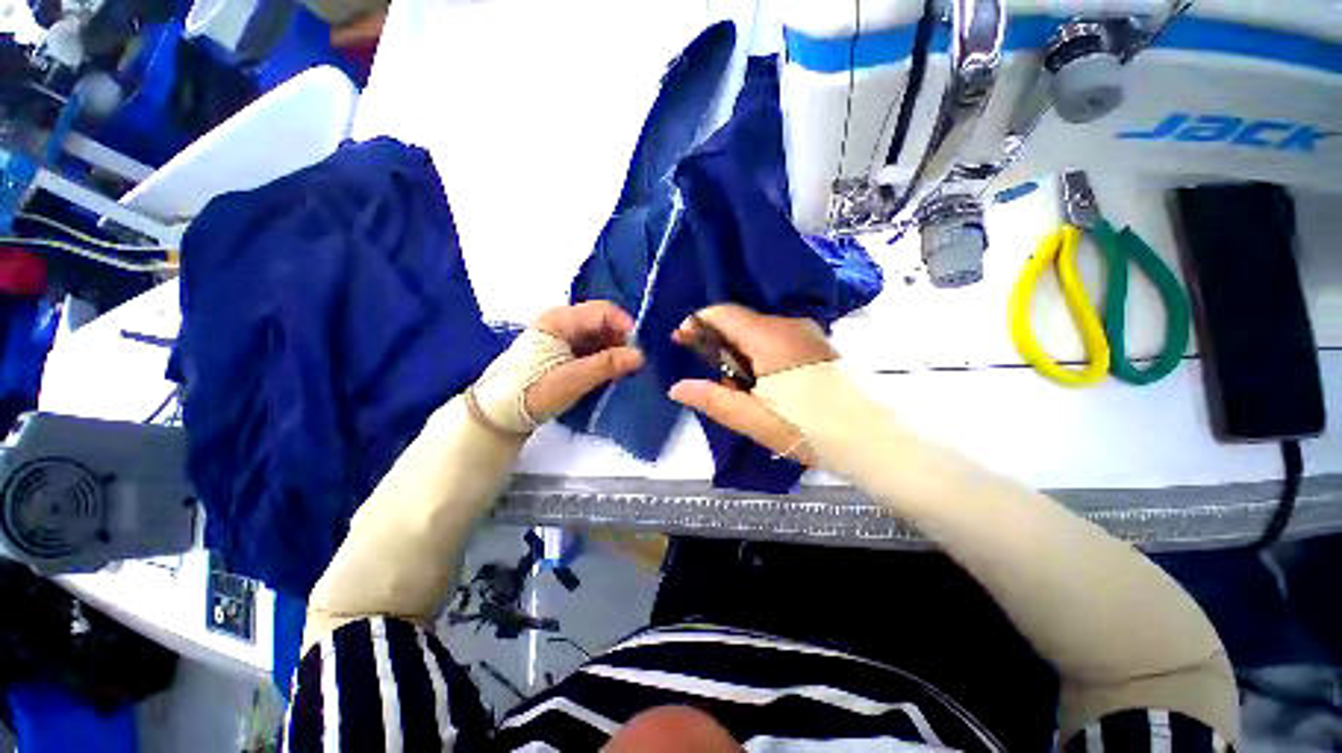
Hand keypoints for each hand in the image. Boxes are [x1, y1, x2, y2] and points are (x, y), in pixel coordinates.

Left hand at [524, 301, 644, 420]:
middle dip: (621, 340)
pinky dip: (603, 358)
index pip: (601, 311)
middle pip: (601, 322)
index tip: (639, 349)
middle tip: (633, 363)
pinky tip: (610, 373)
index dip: (624, 326)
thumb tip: (640, 355)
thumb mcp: (572, 379)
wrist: (499, 414)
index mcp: (559, 320)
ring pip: (597, 336)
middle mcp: (560, 322)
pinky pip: (590, 348)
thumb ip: (607, 365)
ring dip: (613, 350)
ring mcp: (561, 337)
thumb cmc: (533, 392)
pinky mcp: (562, 353)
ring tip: (624, 370)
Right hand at [668, 304, 835, 465]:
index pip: (723, 312)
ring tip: (741, 388)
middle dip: (718, 343)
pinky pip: (776, 337)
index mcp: (770, 338)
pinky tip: (764, 383)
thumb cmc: (807, 429)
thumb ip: (713, 399)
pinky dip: (759, 353)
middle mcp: (789, 325)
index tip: (680, 339)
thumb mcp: (754, 420)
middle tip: (714, 377)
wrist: (870, 437)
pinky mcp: (816, 342)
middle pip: (739, 320)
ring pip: (757, 330)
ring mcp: (806, 332)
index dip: (697, 322)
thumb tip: (677, 387)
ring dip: (739, 351)